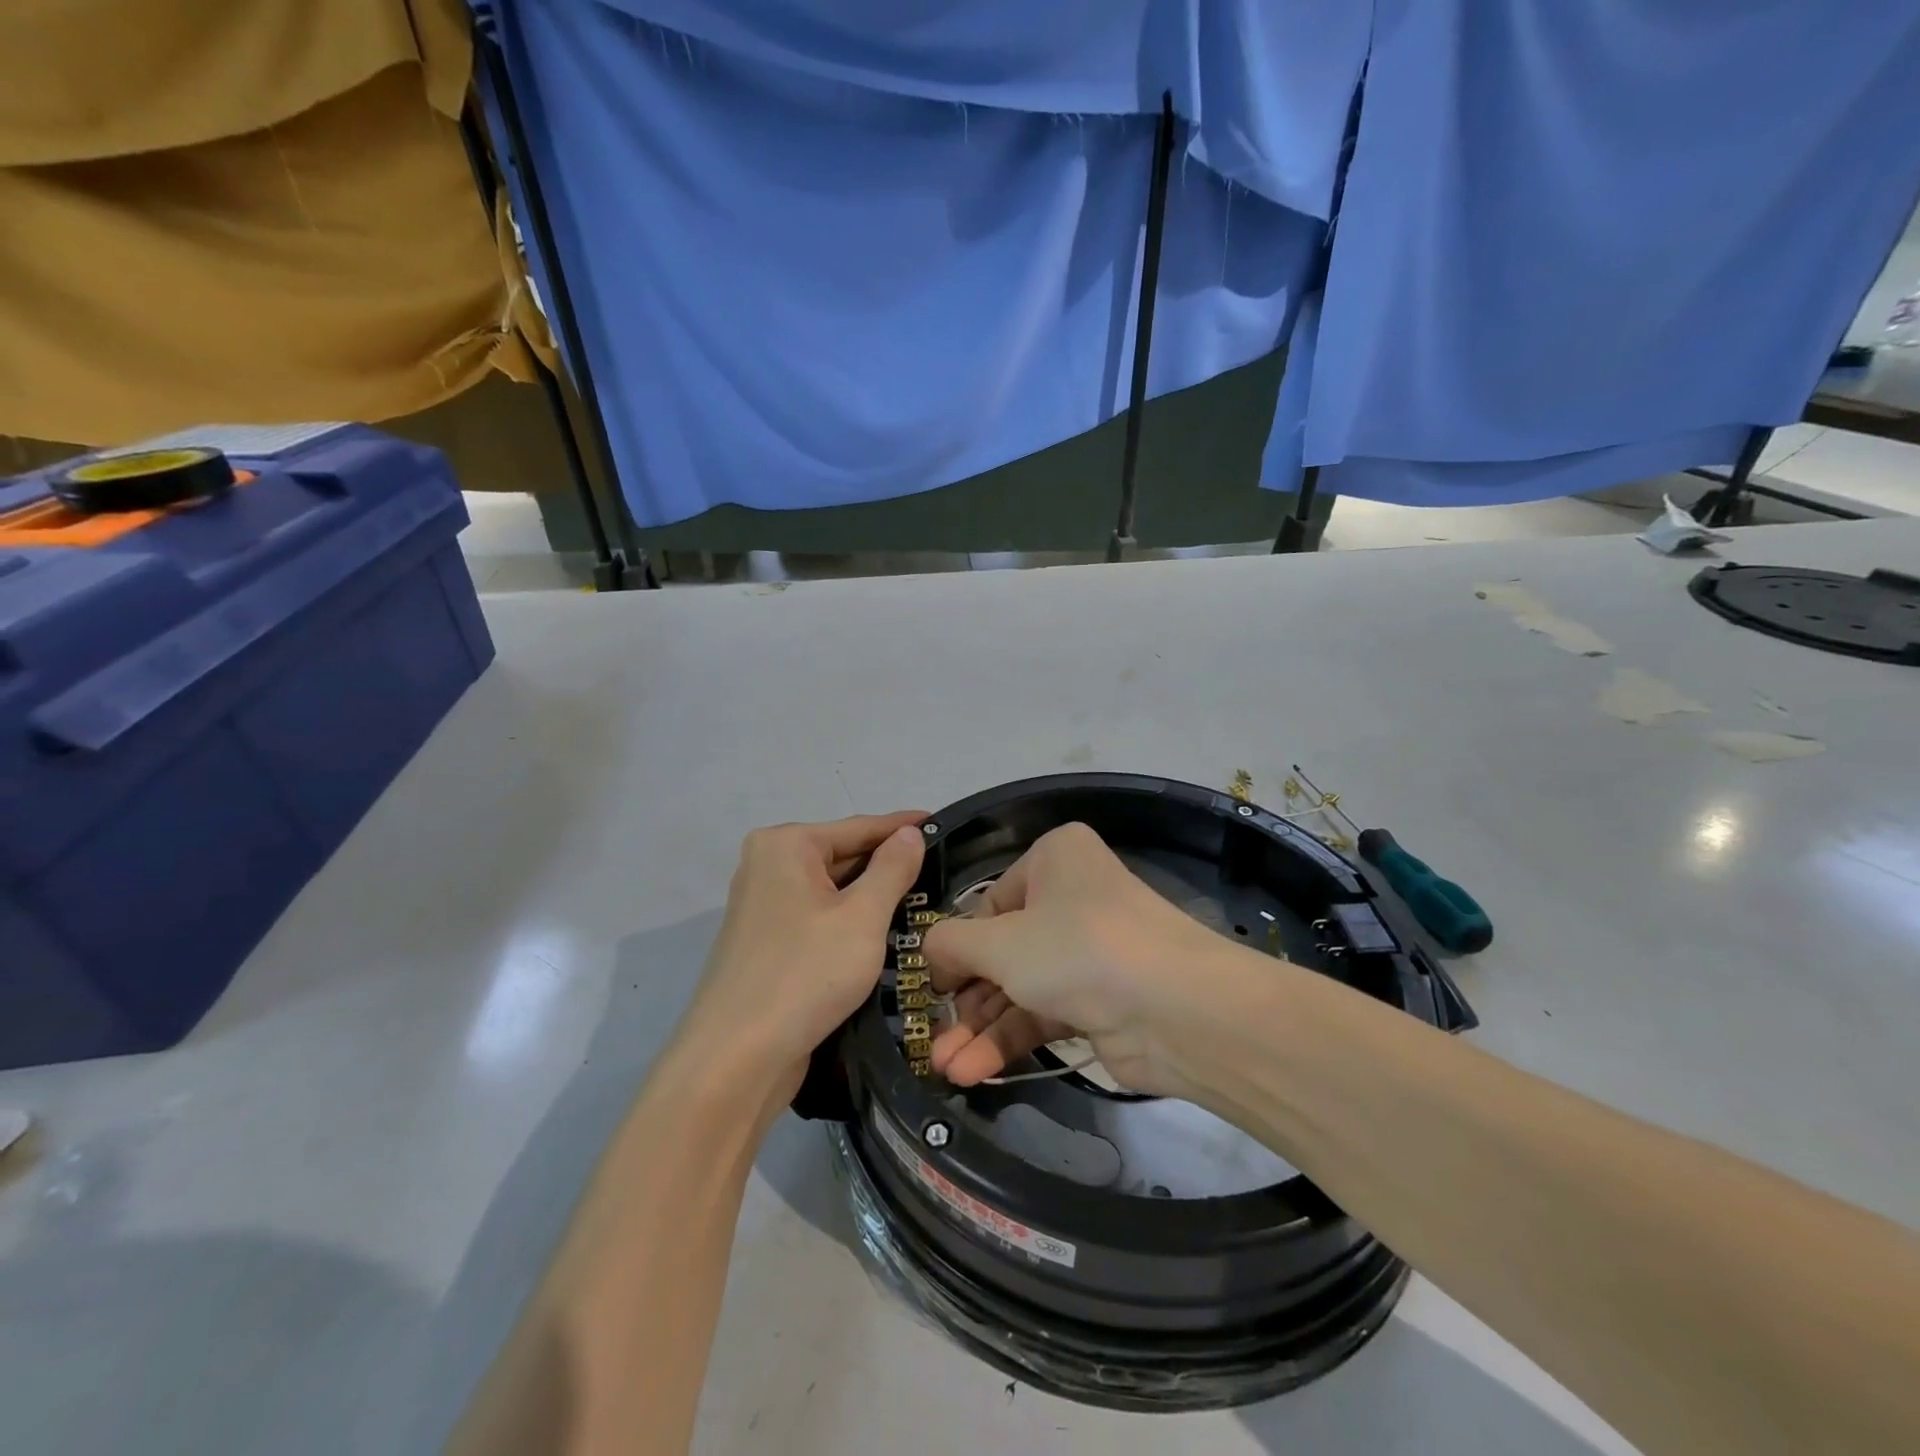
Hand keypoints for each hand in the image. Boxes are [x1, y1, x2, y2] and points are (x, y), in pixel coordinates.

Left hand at [676, 813, 925, 1101]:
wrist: (736, 1059)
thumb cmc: (805, 975)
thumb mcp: (862, 917)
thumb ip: (892, 869)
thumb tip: (909, 832)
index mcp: (785, 845)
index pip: (859, 827)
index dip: (903, 828)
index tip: (942, 825)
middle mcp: (768, 865)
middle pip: (843, 855)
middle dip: (889, 866)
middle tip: (943, 872)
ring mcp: (763, 905)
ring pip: (832, 890)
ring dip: (872, 897)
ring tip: (925, 900)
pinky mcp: (767, 941)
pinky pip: (819, 917)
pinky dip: (850, 921)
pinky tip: (884, 933)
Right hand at [923, 823, 1231, 1096]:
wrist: (1177, 1010)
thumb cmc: (1077, 949)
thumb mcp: (1000, 941)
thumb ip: (951, 943)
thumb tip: (933, 954)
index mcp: (1054, 859)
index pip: (989, 903)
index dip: (957, 946)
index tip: (932, 987)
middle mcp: (1072, 898)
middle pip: (1002, 950)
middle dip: (965, 1000)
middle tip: (931, 1038)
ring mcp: (1087, 952)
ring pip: (1019, 987)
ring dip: (981, 1029)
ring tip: (943, 1068)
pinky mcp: (1098, 1001)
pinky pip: (1043, 1014)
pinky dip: (1009, 1040)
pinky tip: (973, 1072)